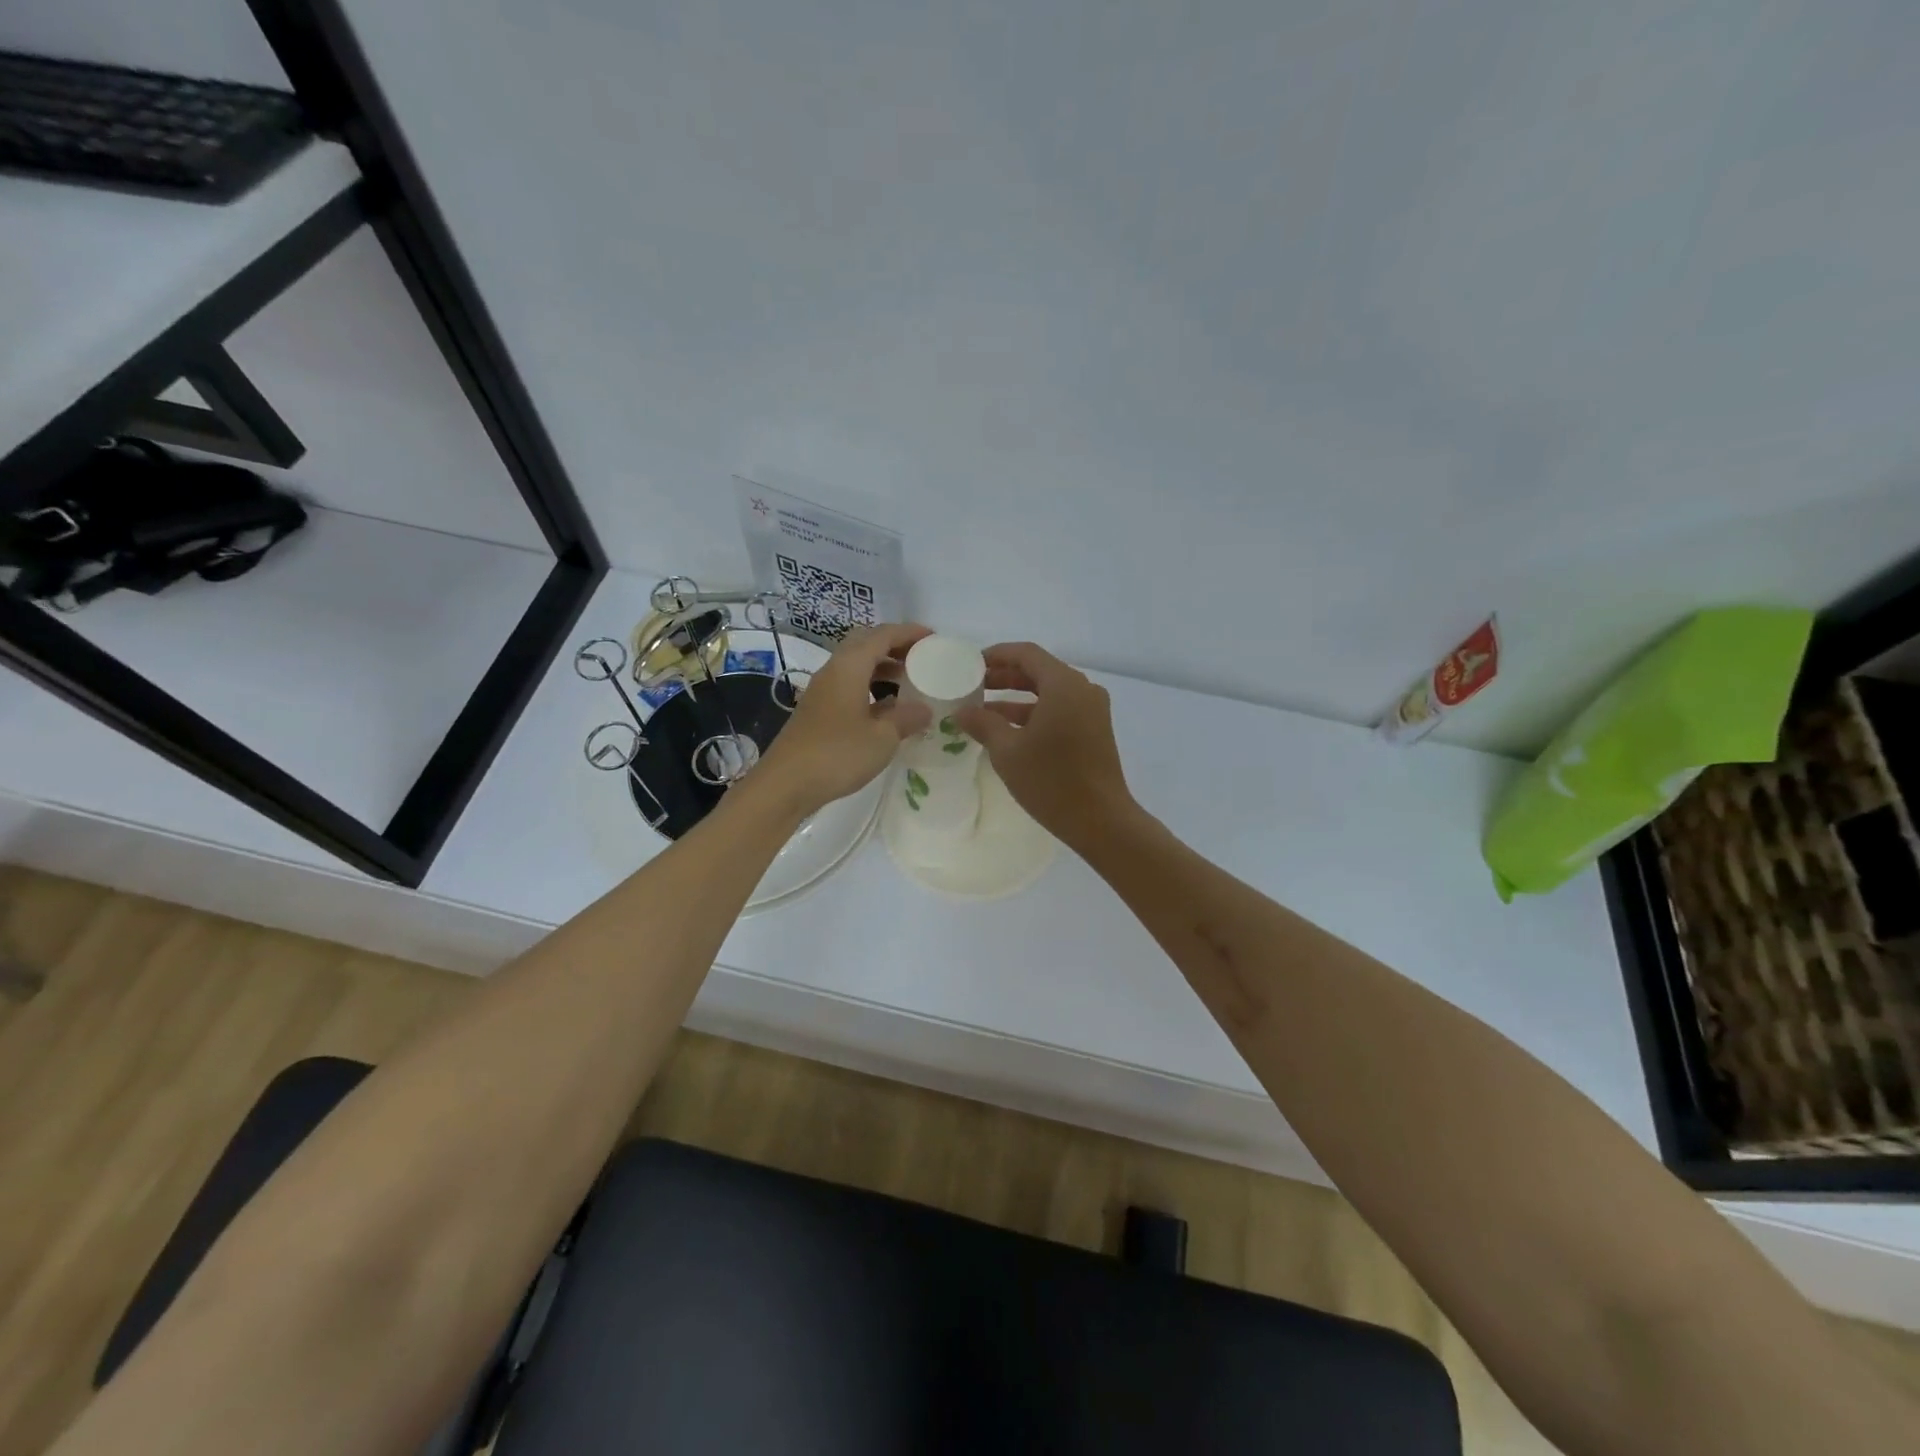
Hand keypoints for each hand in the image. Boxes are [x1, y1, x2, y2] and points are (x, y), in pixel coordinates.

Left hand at [751, 623, 931, 817]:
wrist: (785, 784)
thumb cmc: (837, 754)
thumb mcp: (882, 738)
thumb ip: (905, 718)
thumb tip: (924, 709)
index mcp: (849, 667)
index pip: (882, 635)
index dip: (909, 633)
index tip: (933, 638)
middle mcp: (833, 671)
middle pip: (865, 644)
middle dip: (894, 645)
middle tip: (920, 657)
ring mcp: (822, 691)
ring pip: (855, 665)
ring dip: (882, 667)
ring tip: (908, 681)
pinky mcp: (817, 711)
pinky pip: (849, 685)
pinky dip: (870, 686)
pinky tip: (885, 708)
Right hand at [955, 642, 1136, 845]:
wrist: (1101, 820)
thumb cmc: (1051, 780)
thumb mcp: (1008, 751)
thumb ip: (983, 724)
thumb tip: (962, 711)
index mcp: (1064, 685)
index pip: (1026, 654)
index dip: (997, 655)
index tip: (971, 664)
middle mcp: (1082, 690)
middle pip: (1039, 671)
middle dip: (1005, 676)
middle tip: (973, 685)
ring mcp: (1092, 711)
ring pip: (1049, 693)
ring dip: (1016, 698)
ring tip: (983, 710)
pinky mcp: (1094, 731)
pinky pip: (1060, 710)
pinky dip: (1034, 714)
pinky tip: (1007, 730)